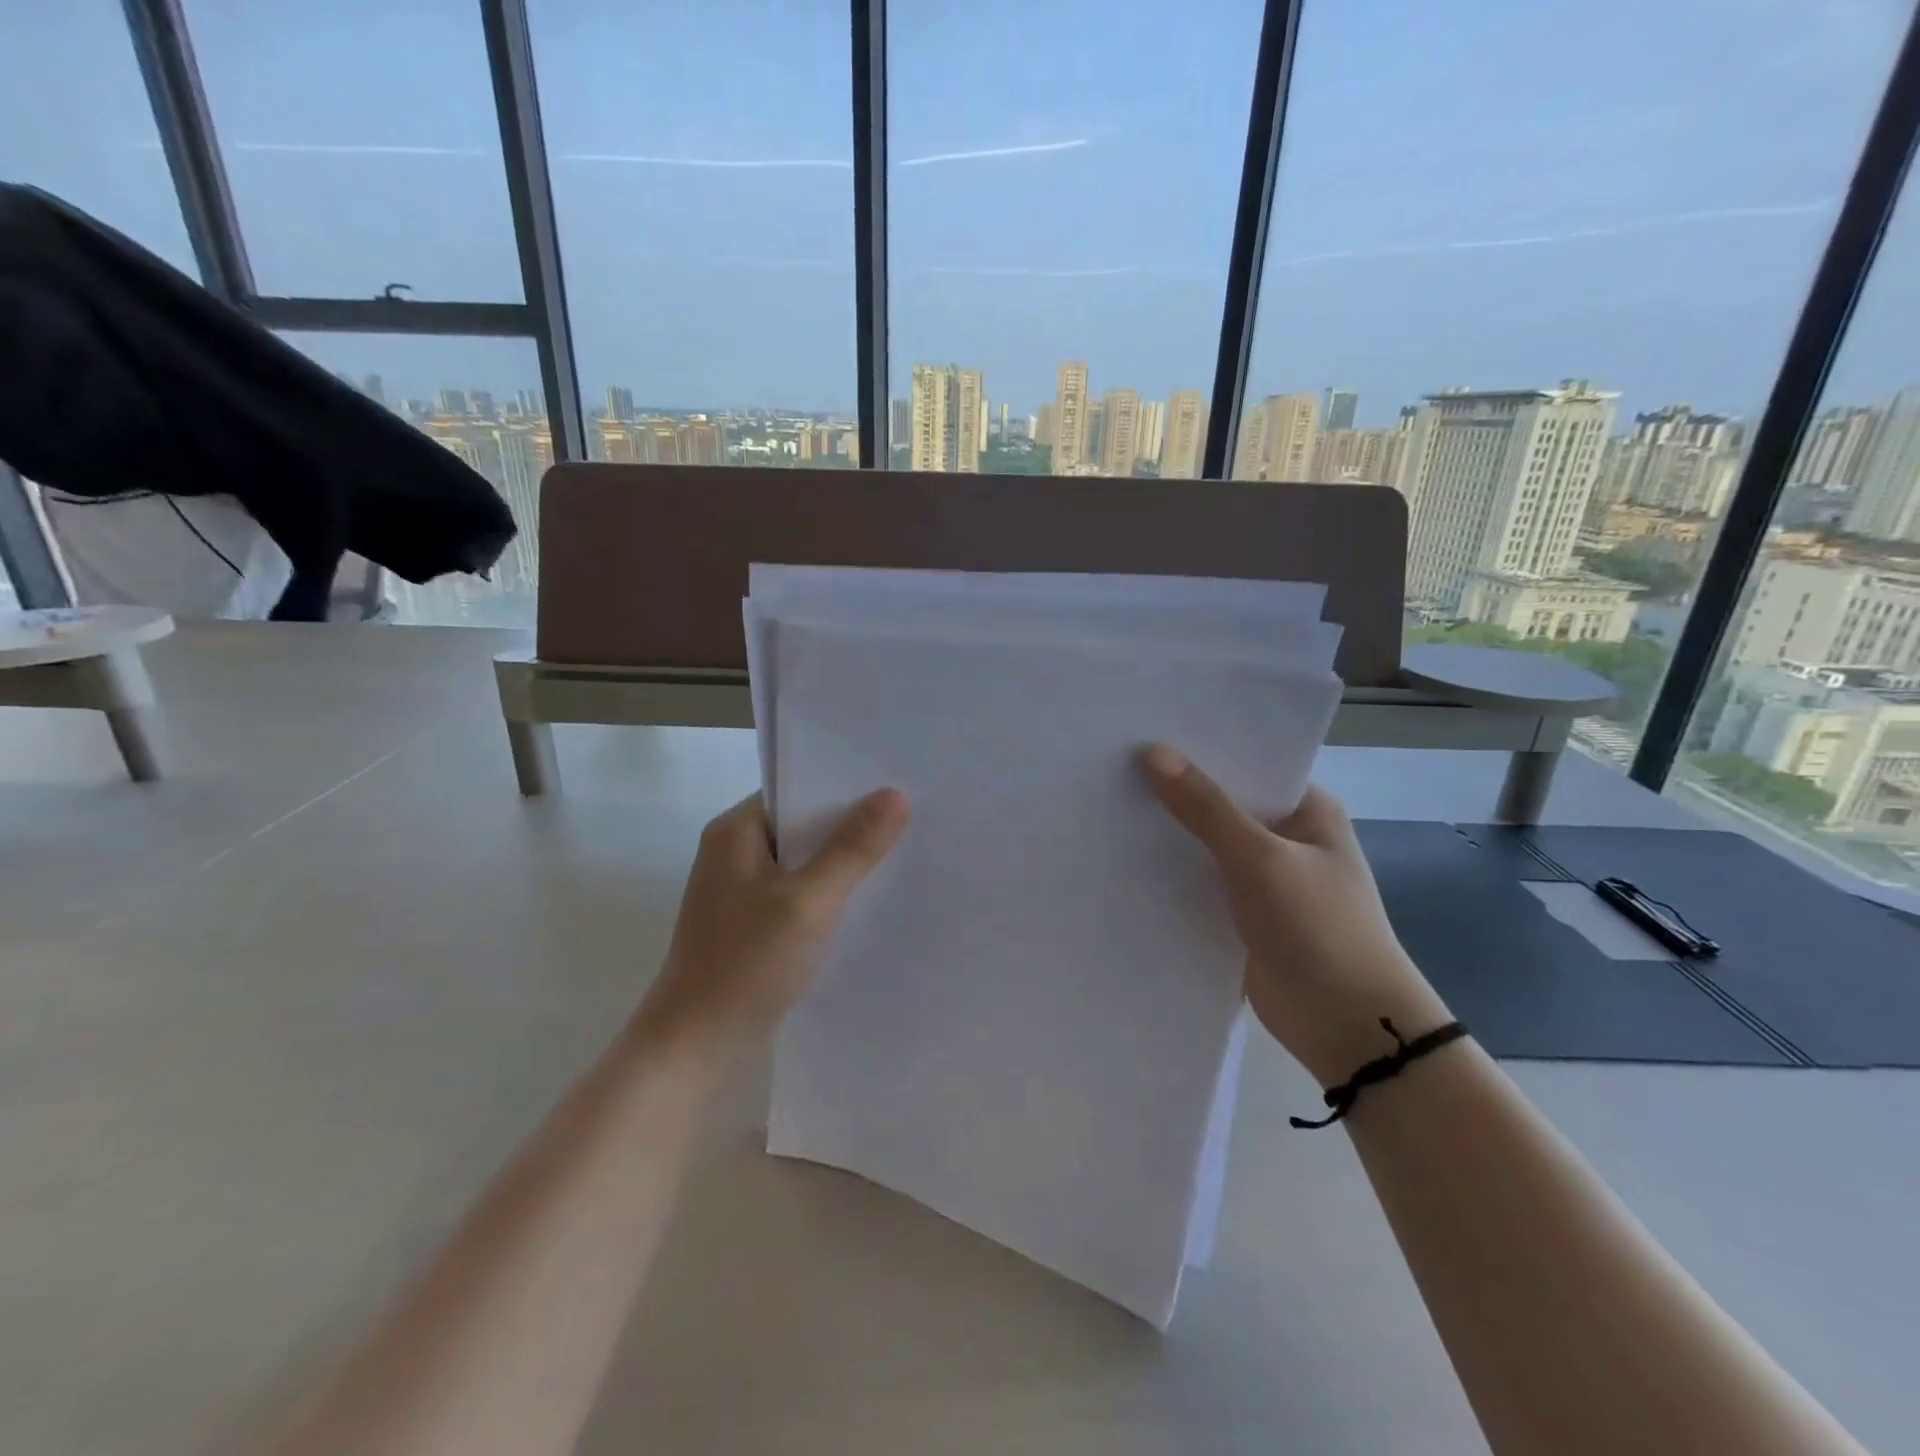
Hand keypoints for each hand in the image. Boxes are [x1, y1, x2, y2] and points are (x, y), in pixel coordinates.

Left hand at [636, 789, 910, 1055]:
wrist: (696, 1044)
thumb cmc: (748, 962)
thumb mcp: (809, 901)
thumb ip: (852, 847)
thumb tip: (895, 794)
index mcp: (735, 831)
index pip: (797, 788)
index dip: (845, 786)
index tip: (894, 785)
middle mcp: (734, 850)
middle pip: (802, 822)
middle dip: (850, 822)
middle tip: (909, 817)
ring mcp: (740, 887)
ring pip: (802, 858)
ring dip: (840, 858)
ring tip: (897, 852)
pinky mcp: (750, 919)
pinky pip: (797, 888)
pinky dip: (826, 889)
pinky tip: (863, 897)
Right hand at [1141, 745, 1450, 1084]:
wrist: (1347, 1027)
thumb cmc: (1318, 928)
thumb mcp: (1261, 859)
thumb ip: (1205, 809)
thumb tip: (1151, 753)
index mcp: (1305, 808)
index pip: (1246, 763)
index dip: (1198, 747)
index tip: (1142, 729)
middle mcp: (1283, 836)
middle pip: (1220, 802)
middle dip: (1173, 789)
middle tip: (1110, 761)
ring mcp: (1261, 877)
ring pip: (1203, 843)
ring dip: (1166, 832)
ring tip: (1103, 800)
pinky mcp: (1239, 913)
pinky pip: (1196, 881)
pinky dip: (1168, 872)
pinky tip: (1120, 855)